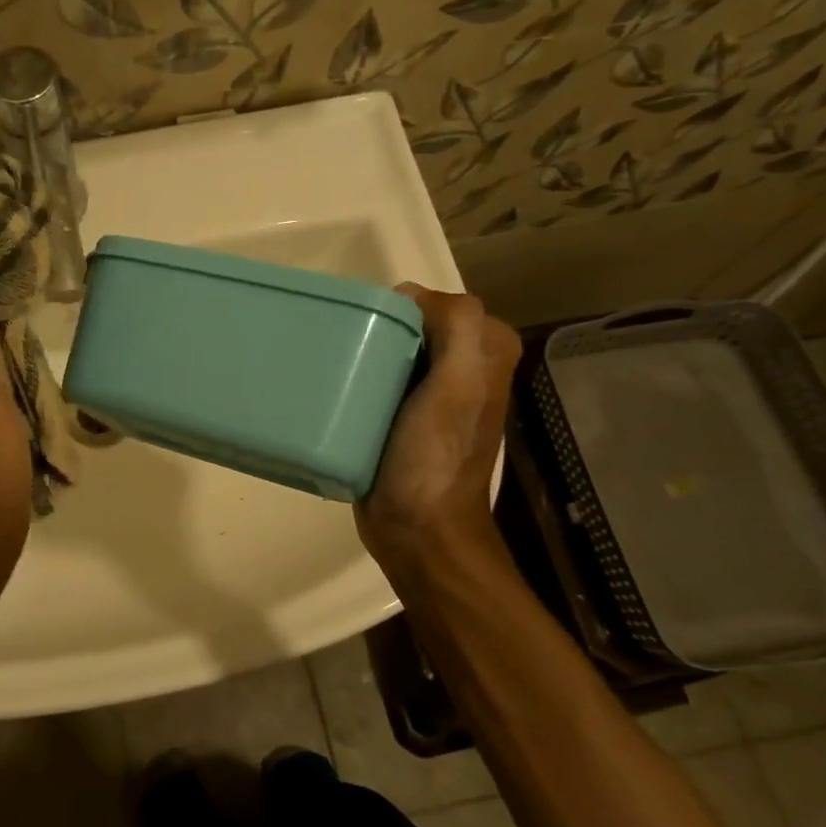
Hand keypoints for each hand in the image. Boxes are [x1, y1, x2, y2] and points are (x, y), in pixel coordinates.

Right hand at [356, 287, 522, 599]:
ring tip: (338, 369)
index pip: (437, 303)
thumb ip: (456, 326)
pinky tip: (339, 391)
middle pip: (413, 325)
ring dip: (366, 352)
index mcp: (487, 353)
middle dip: (380, 328)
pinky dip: (359, 377)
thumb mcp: (459, 385)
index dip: (402, 309)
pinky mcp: (403, 418)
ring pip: (393, 349)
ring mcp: (433, 395)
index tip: (369, 335)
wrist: (417, 530)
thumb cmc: (436, 457)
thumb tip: (410, 296)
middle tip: (347, 352)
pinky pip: (379, 379)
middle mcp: (466, 368)